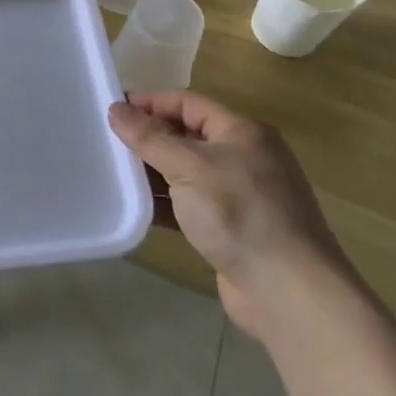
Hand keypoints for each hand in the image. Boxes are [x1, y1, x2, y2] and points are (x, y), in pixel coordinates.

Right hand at [109, 91, 347, 337]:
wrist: (289, 293)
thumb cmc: (239, 214)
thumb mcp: (189, 167)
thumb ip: (150, 138)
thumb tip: (116, 109)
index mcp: (242, 132)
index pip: (187, 103)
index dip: (150, 102)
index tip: (112, 109)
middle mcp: (244, 157)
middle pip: (187, 136)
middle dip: (149, 138)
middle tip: (107, 142)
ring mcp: (241, 196)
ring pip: (187, 173)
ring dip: (154, 173)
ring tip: (114, 174)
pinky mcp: (233, 230)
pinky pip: (192, 206)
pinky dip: (167, 204)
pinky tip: (138, 209)